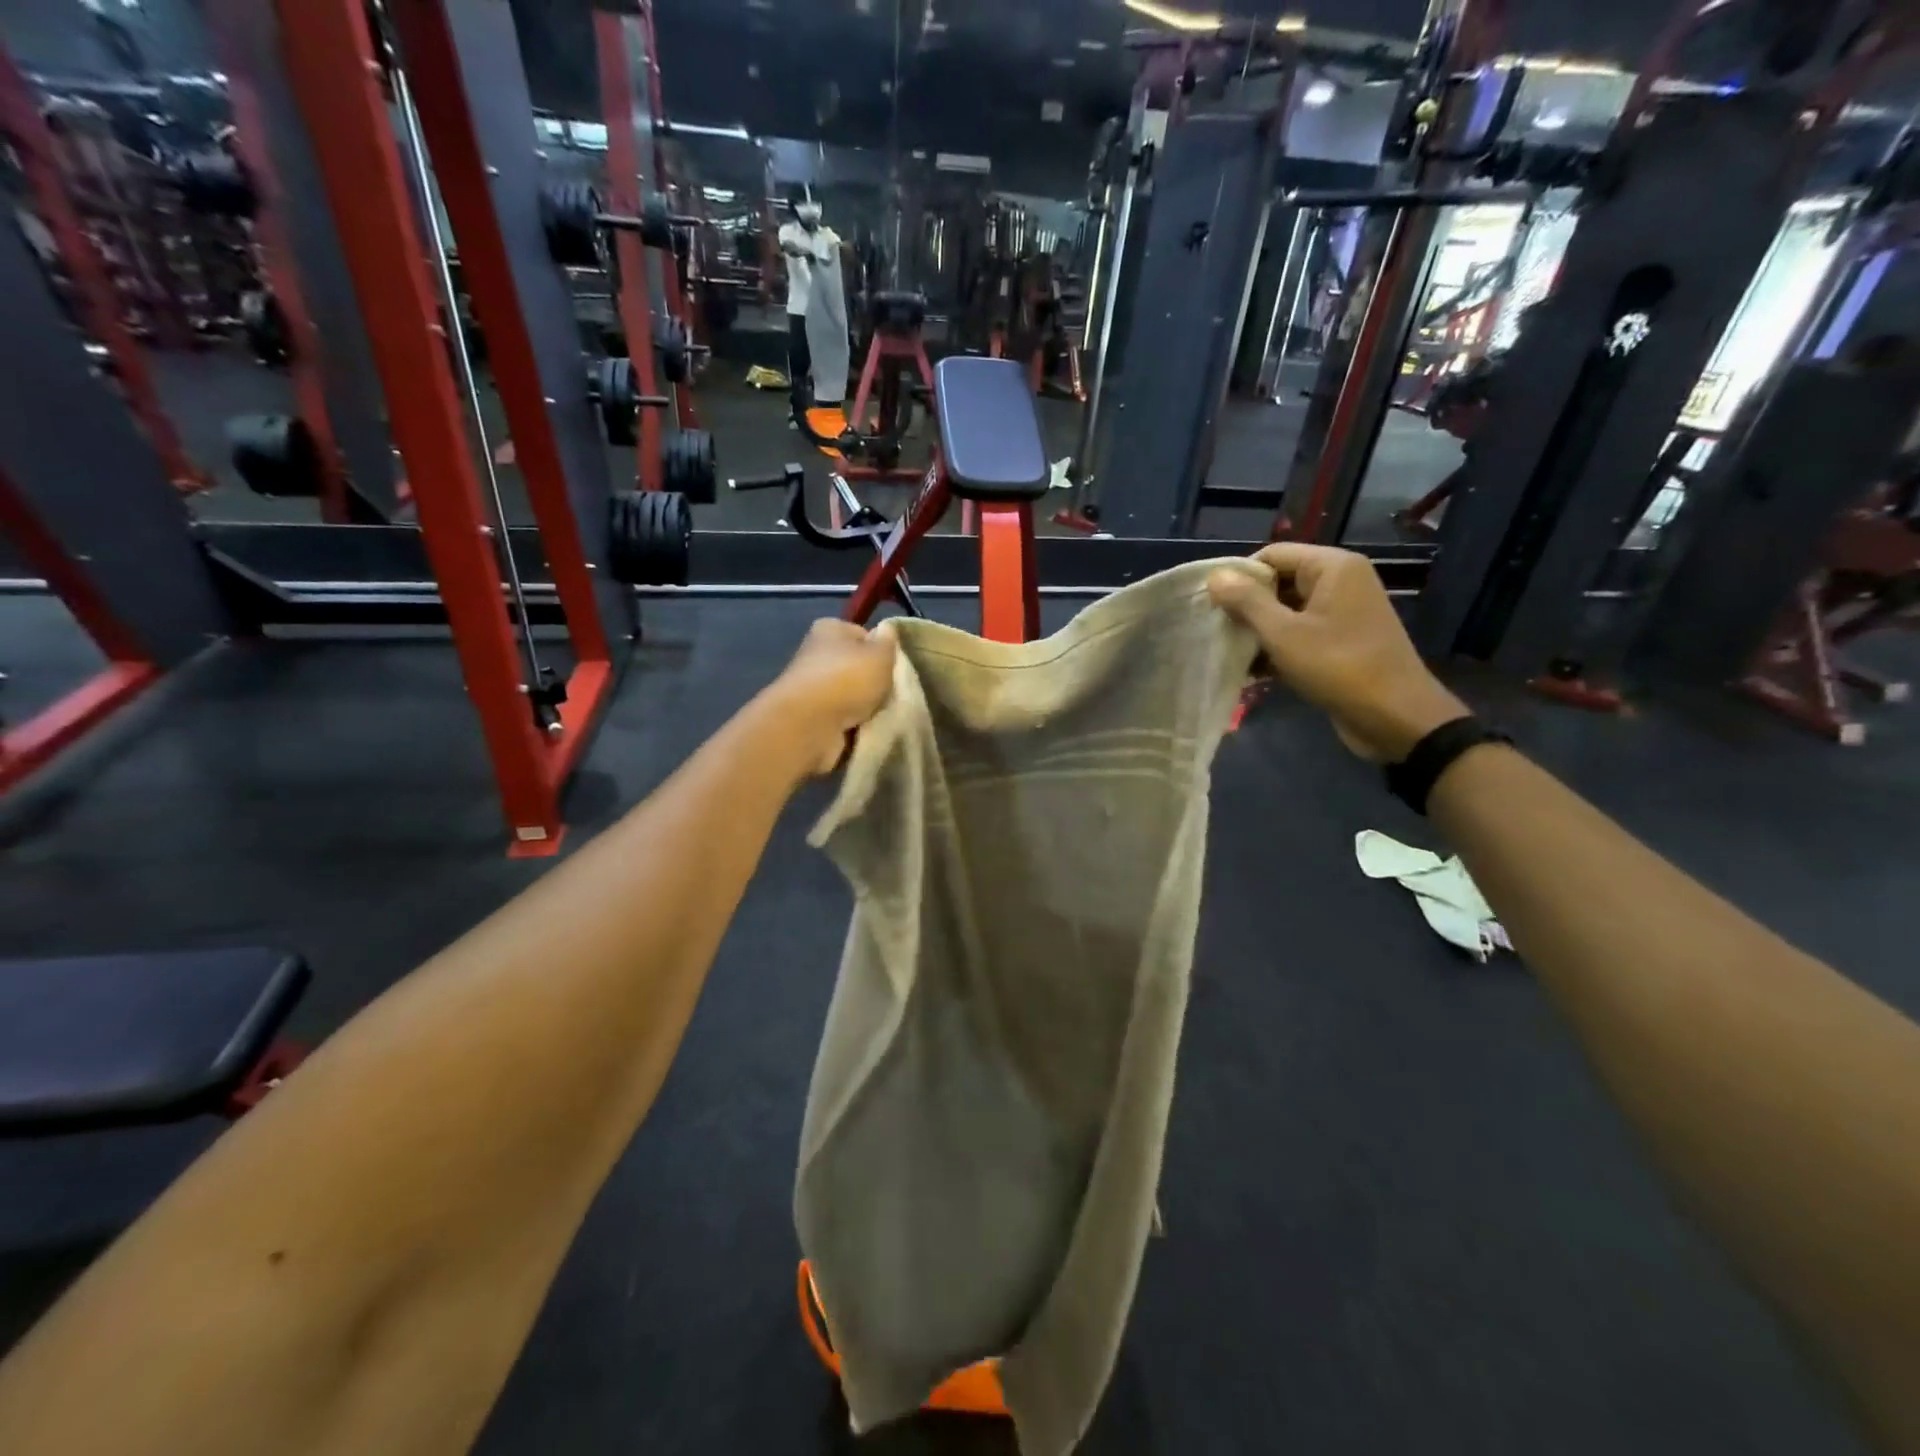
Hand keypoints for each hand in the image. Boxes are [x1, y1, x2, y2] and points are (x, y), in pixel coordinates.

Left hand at [764, 620, 897, 774]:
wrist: (809, 725)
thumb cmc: (847, 679)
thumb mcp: (880, 654)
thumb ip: (888, 643)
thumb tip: (887, 631)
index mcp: (829, 629)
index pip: (862, 634)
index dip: (881, 650)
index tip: (893, 667)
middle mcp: (816, 654)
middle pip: (856, 666)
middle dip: (874, 682)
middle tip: (892, 693)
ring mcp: (811, 687)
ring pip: (851, 695)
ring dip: (865, 706)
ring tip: (881, 715)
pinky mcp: (810, 716)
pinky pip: (842, 718)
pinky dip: (854, 725)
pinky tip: (866, 729)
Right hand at [1209, 544, 1466, 761]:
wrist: (1395, 717)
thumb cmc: (1338, 667)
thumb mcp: (1284, 634)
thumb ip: (1247, 601)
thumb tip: (1215, 575)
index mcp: (1332, 567)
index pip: (1272, 555)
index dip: (1240, 577)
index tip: (1213, 606)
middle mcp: (1341, 581)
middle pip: (1279, 581)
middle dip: (1247, 606)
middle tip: (1219, 632)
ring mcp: (1343, 611)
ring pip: (1287, 610)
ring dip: (1260, 631)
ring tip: (1232, 653)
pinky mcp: (1342, 639)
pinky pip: (1301, 632)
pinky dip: (1278, 647)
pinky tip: (1254, 671)